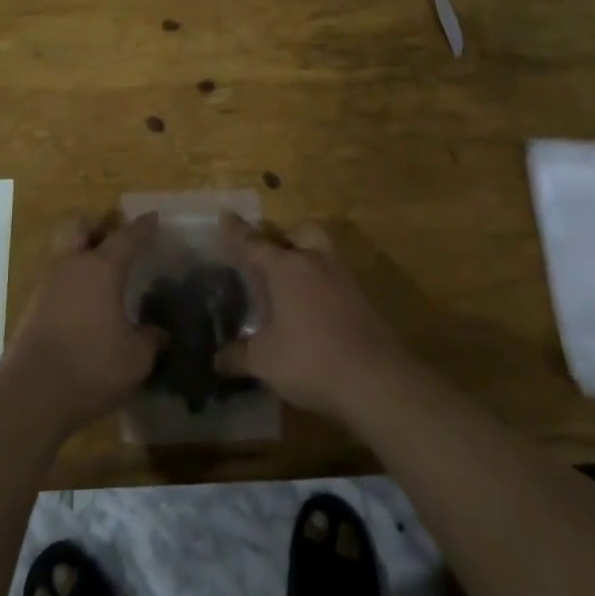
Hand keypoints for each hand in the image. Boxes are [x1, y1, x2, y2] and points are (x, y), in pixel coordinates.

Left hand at [0, 215, 164, 437]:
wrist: (30, 395)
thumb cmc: (91, 366)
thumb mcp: (136, 358)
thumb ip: (150, 340)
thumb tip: (159, 333)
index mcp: (100, 268)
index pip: (126, 237)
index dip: (142, 227)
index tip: (153, 218)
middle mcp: (70, 266)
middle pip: (78, 226)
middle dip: (95, 226)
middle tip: (112, 237)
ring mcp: (45, 285)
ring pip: (62, 252)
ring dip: (79, 255)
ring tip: (100, 276)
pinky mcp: (30, 309)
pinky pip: (54, 281)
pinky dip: (69, 284)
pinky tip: (83, 306)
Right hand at [215, 222, 410, 422]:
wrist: (377, 381)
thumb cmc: (311, 359)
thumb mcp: (265, 361)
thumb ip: (238, 356)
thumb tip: (217, 360)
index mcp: (286, 268)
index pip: (254, 243)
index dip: (237, 232)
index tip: (226, 214)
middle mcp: (316, 263)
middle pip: (302, 232)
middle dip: (286, 237)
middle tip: (272, 257)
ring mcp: (344, 280)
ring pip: (324, 253)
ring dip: (308, 259)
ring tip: (292, 285)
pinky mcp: (364, 301)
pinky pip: (337, 280)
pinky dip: (323, 286)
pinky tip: (314, 311)